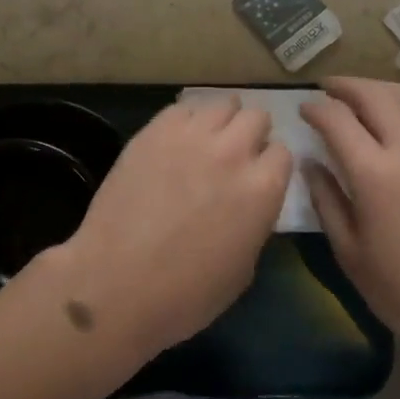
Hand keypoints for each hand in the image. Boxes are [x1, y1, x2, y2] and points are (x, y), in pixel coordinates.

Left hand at [54, 95, 291, 359]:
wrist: (117, 283)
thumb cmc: (185, 294)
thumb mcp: (243, 268)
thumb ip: (254, 221)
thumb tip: (248, 202)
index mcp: (262, 189)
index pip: (283, 152)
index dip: (270, 165)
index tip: (258, 176)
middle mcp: (233, 151)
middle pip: (256, 116)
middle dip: (251, 133)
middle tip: (235, 154)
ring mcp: (192, 135)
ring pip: (223, 104)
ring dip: (222, 120)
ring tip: (207, 140)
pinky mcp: (156, 130)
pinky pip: (182, 108)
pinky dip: (187, 120)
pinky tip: (176, 140)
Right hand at [301, 77, 399, 355]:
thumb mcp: (351, 254)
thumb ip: (326, 201)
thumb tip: (310, 163)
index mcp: (375, 174)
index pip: (337, 119)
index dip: (315, 108)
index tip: (304, 109)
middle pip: (373, 95)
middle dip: (345, 85)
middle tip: (328, 89)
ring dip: (380, 89)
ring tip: (365, 96)